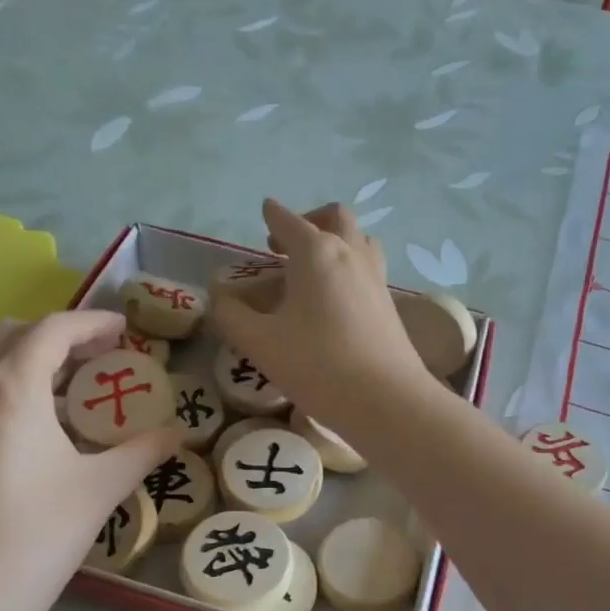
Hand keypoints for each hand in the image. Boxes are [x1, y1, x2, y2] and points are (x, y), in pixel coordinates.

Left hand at [0, 311, 176, 610]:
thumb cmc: (38, 536)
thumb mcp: (100, 489)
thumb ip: (143, 452)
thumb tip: (177, 433)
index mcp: (11, 387)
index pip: (53, 329)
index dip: (92, 321)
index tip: (124, 329)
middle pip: (12, 335)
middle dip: (58, 337)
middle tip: (99, 360)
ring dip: (28, 363)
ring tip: (69, 394)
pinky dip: (4, 391)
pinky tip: (31, 435)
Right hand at [210, 200, 429, 436]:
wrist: (385, 399)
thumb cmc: (317, 365)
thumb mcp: (260, 343)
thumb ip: (232, 316)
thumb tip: (220, 298)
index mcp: (315, 252)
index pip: (289, 221)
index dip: (273, 215)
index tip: (265, 211)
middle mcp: (350, 253)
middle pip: (335, 217)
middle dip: (309, 220)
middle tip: (285, 246)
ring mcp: (375, 277)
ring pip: (359, 240)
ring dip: (336, 241)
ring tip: (314, 267)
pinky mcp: (389, 304)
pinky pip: (368, 268)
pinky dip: (349, 267)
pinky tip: (335, 297)